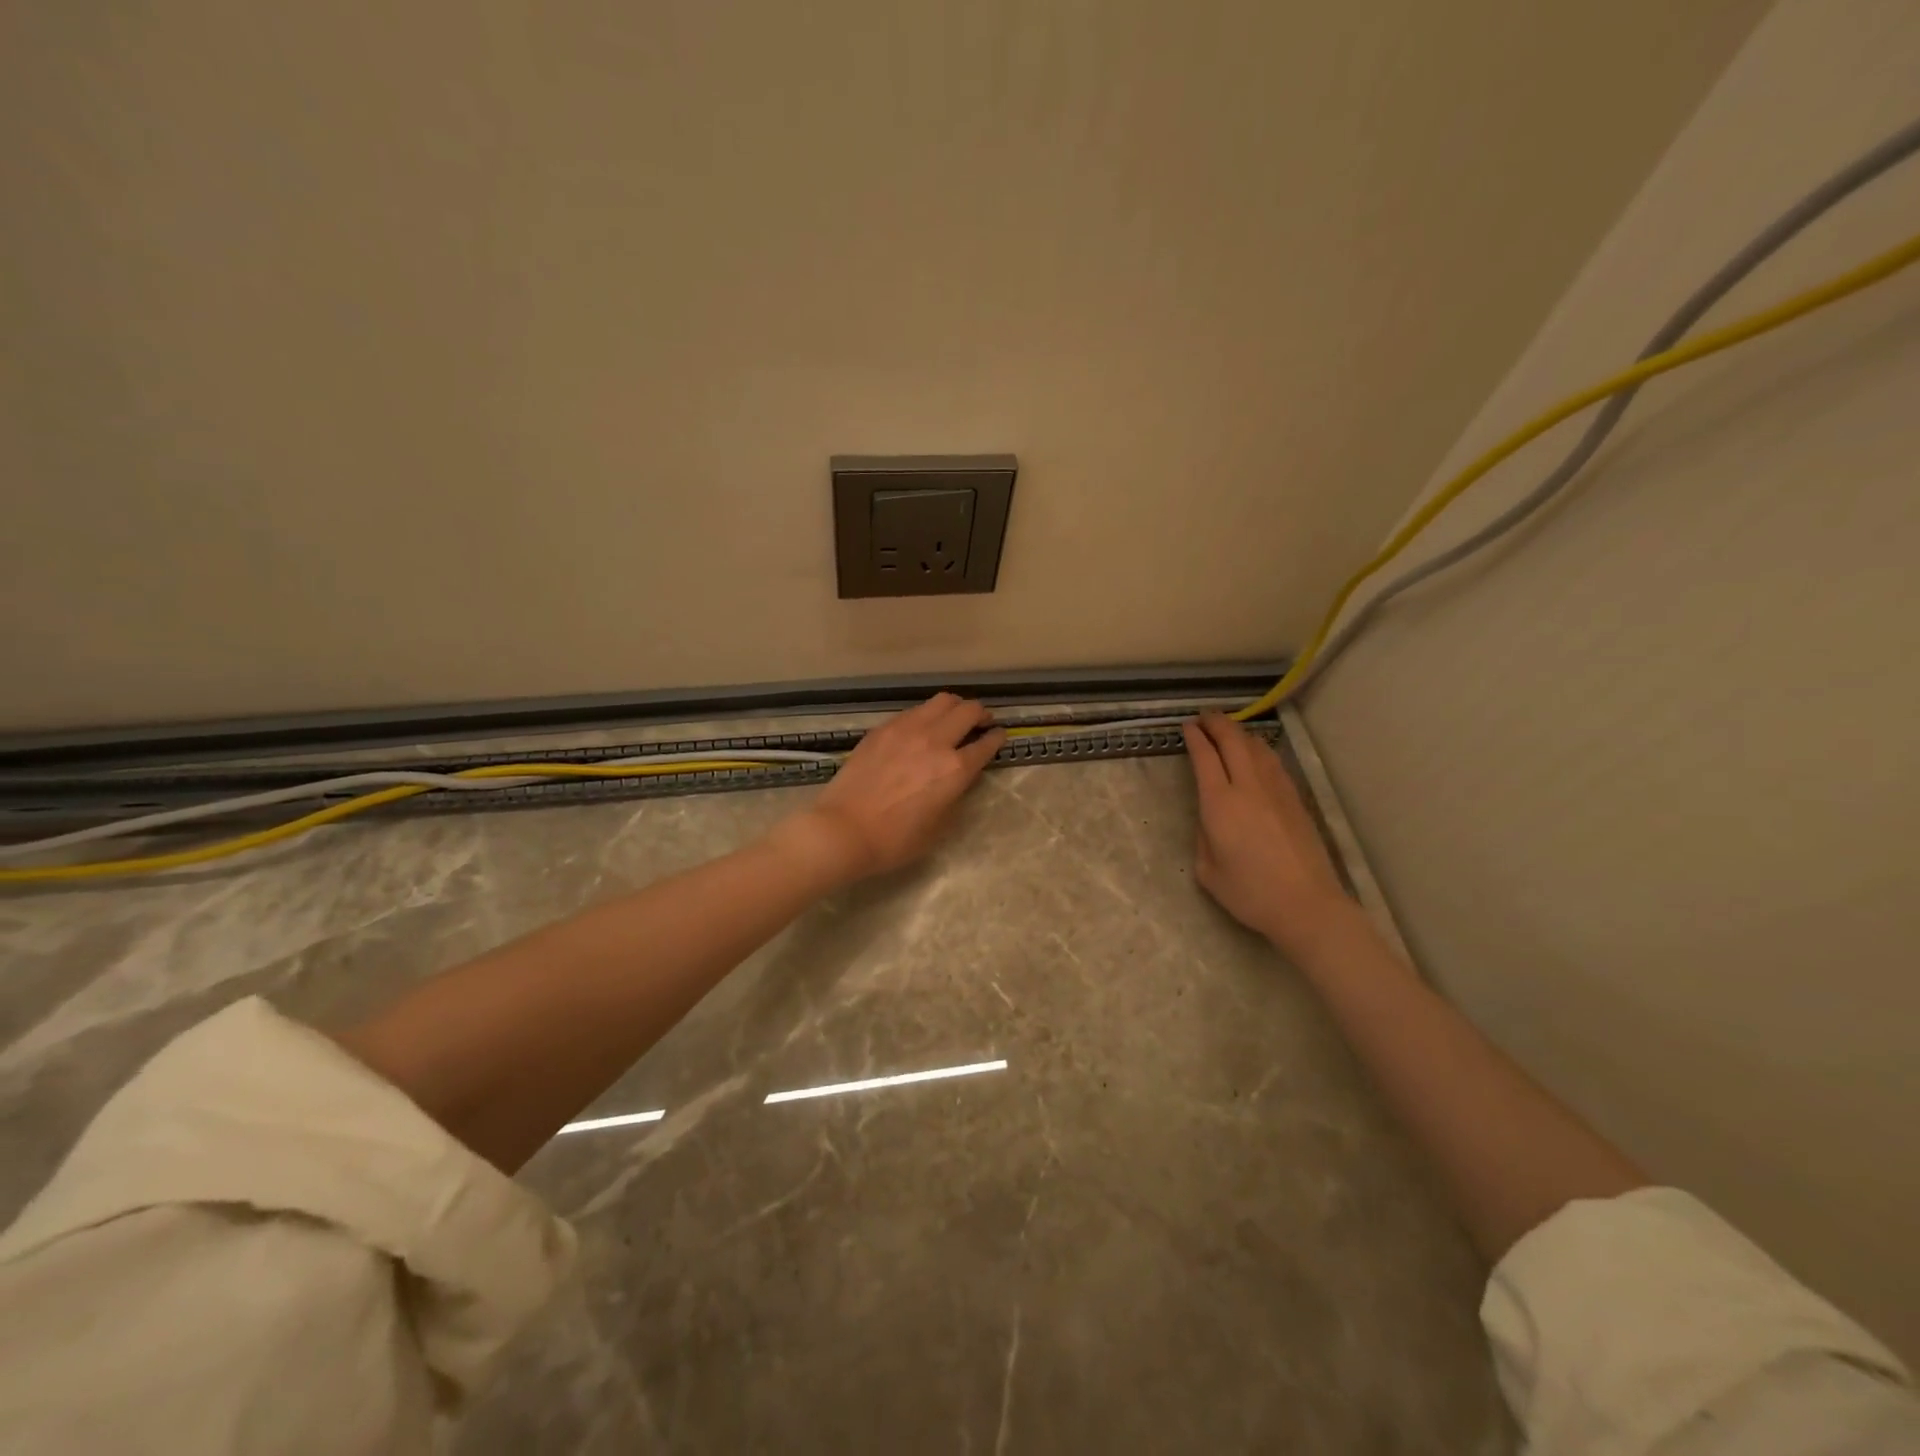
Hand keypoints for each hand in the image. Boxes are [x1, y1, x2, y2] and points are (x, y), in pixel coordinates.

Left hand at [785, 693, 1004, 881]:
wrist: (843, 830)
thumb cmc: (894, 840)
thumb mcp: (939, 827)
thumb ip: (955, 796)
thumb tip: (958, 779)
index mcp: (955, 769)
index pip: (986, 744)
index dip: (997, 738)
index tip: (999, 736)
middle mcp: (935, 741)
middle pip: (968, 710)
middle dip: (980, 714)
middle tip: (981, 722)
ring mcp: (906, 729)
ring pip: (941, 701)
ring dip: (954, 707)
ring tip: (953, 718)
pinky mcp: (882, 729)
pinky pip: (913, 711)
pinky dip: (926, 714)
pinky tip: (921, 728)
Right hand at [1183, 713, 1352, 957]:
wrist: (1306, 905)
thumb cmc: (1250, 893)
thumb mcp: (1208, 871)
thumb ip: (1204, 837)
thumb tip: (1212, 820)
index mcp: (1220, 804)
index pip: (1205, 757)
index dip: (1195, 738)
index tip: (1188, 727)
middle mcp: (1248, 788)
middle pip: (1233, 742)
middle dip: (1217, 724)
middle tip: (1205, 717)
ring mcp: (1277, 791)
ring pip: (1257, 748)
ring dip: (1240, 733)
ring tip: (1228, 730)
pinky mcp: (1296, 800)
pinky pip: (1273, 763)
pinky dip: (1259, 749)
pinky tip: (1256, 753)